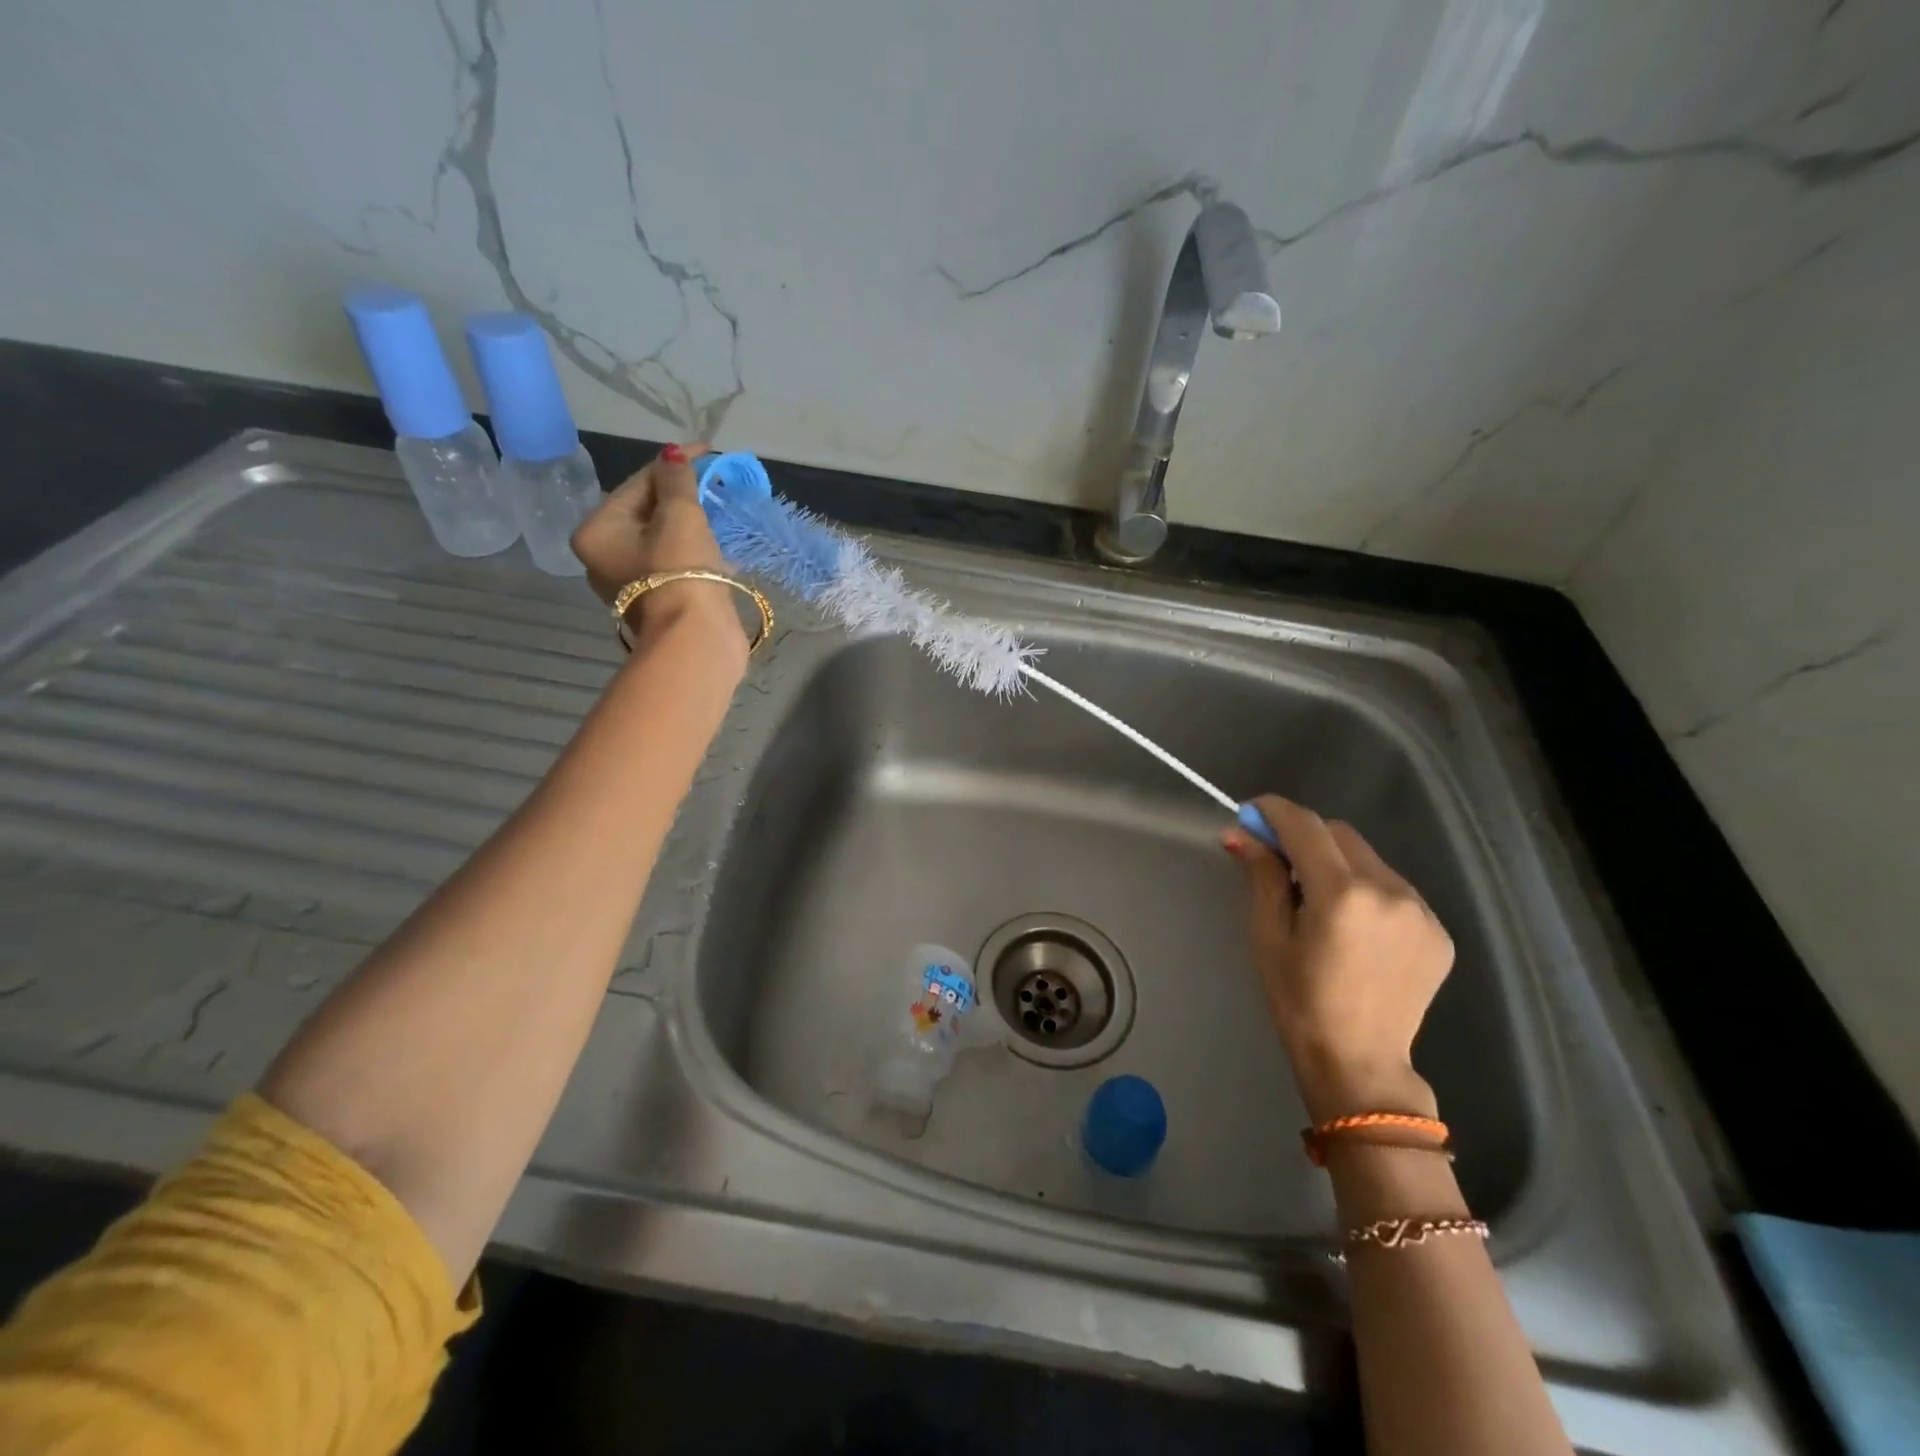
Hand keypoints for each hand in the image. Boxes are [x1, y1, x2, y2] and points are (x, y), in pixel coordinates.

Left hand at [570, 444, 745, 658]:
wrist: (696, 638)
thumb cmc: (681, 572)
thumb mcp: (681, 516)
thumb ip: (676, 480)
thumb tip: (673, 455)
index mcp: (596, 532)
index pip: (637, 484)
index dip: (673, 465)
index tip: (707, 452)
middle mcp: (603, 557)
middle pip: (646, 512)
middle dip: (680, 496)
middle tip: (713, 482)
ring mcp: (631, 584)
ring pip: (661, 539)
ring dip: (689, 524)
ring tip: (717, 511)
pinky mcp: (658, 602)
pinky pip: (673, 564)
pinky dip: (693, 551)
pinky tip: (716, 547)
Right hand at [1224, 795, 1453, 1123]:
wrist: (1359, 1062)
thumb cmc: (1298, 1001)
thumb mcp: (1267, 935)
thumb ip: (1260, 875)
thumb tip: (1240, 833)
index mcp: (1342, 893)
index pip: (1304, 825)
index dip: (1273, 811)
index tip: (1251, 814)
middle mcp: (1389, 890)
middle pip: (1339, 833)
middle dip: (1305, 837)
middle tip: (1277, 861)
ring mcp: (1421, 910)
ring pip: (1368, 857)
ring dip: (1337, 862)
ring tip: (1317, 901)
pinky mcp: (1438, 930)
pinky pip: (1393, 886)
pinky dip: (1366, 889)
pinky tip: (1353, 925)